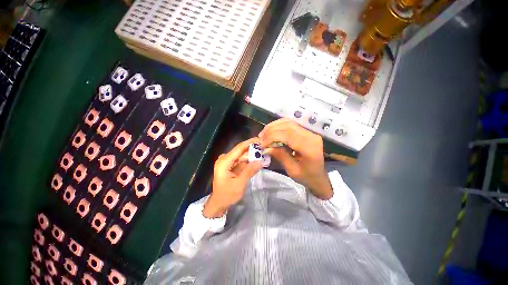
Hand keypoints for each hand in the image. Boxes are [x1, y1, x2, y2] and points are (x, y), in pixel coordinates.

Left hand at [203, 138, 262, 217]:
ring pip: (242, 156)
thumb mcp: (239, 184)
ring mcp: (227, 162)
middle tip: (265, 148)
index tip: (260, 139)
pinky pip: (241, 161)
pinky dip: (249, 161)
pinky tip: (257, 160)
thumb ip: (249, 171)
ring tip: (263, 153)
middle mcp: (225, 159)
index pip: (239, 148)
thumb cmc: (227, 195)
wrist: (219, 203)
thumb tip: (260, 161)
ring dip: (252, 155)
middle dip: (253, 149)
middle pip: (241, 151)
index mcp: (224, 161)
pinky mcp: (230, 165)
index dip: (250, 142)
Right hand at [259, 119, 332, 199]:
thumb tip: (266, 147)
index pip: (287, 135)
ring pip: (288, 122)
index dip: (271, 137)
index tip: (261, 144)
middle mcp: (311, 136)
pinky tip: (271, 131)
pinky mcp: (306, 132)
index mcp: (309, 147)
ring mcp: (309, 132)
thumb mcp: (292, 170)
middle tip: (260, 138)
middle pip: (287, 126)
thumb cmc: (306, 177)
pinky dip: (279, 126)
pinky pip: (291, 124)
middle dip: (271, 131)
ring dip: (273, 126)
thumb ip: (280, 156)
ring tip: (264, 134)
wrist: (319, 177)